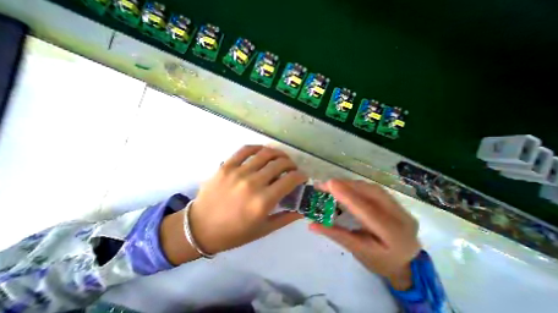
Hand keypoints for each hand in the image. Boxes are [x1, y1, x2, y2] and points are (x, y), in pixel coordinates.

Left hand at [189, 145, 306, 255]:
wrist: (199, 228)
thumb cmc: (234, 233)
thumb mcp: (263, 230)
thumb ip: (286, 218)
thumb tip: (302, 210)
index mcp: (263, 201)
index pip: (290, 179)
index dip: (301, 176)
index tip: (302, 177)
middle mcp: (253, 183)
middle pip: (280, 163)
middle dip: (291, 164)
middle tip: (292, 168)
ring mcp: (238, 172)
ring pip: (265, 153)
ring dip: (278, 153)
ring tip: (281, 158)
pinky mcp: (226, 166)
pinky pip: (245, 150)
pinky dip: (258, 148)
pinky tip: (263, 151)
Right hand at [310, 180, 423, 289]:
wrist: (406, 264)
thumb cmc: (380, 261)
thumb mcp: (357, 251)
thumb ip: (335, 234)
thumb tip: (312, 224)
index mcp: (393, 235)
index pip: (367, 210)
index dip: (347, 195)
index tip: (329, 184)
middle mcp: (400, 217)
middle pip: (371, 193)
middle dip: (346, 185)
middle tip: (326, 184)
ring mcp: (400, 207)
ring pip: (372, 188)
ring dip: (350, 184)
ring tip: (333, 185)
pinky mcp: (395, 202)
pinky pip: (373, 189)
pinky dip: (357, 185)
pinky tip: (346, 187)